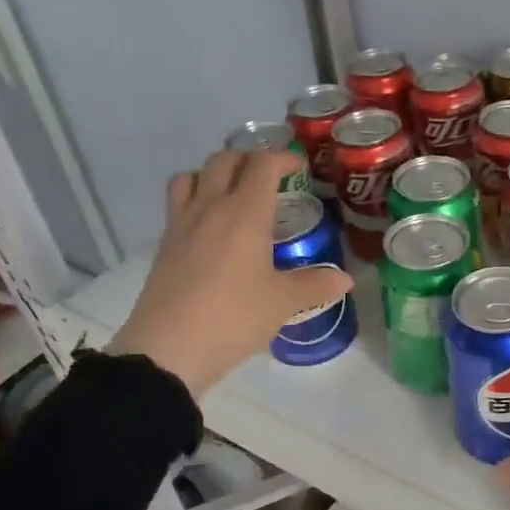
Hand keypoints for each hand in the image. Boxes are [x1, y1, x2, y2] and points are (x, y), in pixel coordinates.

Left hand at [110, 150, 351, 399]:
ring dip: (214, 173)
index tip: (299, 168)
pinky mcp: (164, 246)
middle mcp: (211, 208)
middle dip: (250, 159)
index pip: (263, 164)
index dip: (283, 158)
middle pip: (224, 160)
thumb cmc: (233, 317)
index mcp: (245, 213)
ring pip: (192, 175)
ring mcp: (181, 225)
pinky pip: (178, 204)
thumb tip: (345, 280)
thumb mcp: (282, 302)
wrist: (167, 351)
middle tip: (269, 178)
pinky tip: (211, 228)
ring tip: (233, 193)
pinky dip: (195, 199)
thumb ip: (315, 285)